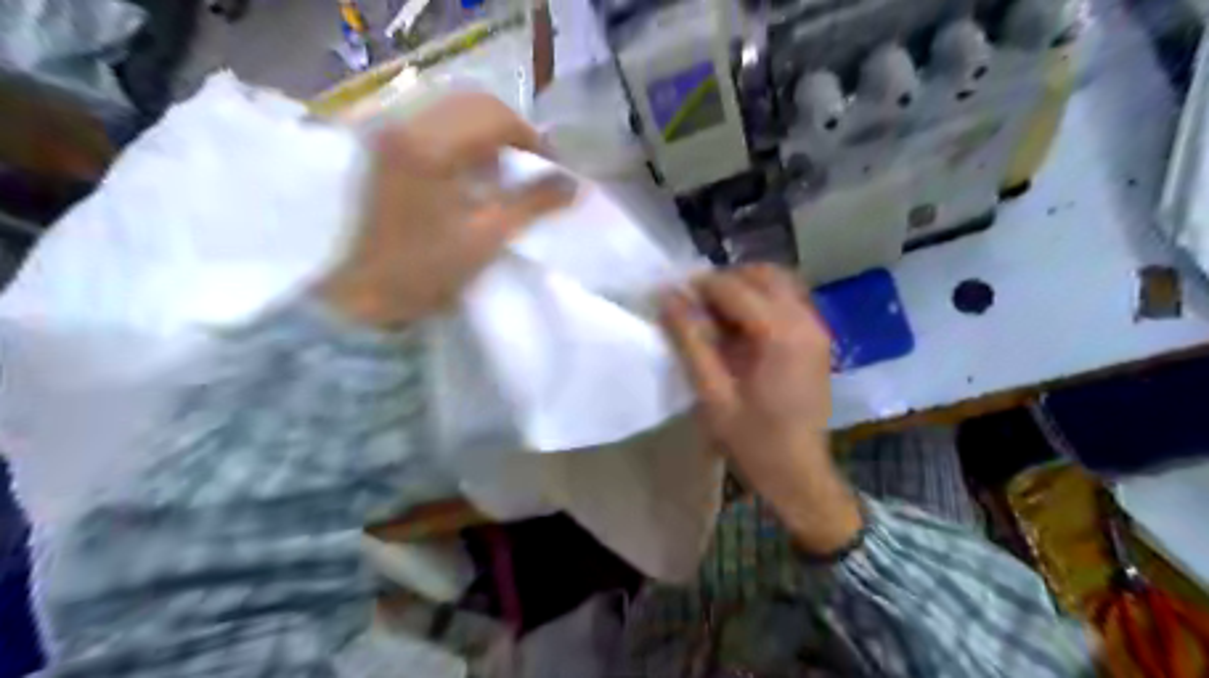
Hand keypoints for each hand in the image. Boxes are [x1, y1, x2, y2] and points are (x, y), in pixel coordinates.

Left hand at [316, 91, 571, 327]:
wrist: (366, 294)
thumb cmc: (427, 270)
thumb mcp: (488, 237)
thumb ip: (533, 203)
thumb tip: (574, 184)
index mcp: (429, 147)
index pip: (494, 117)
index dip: (531, 139)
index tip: (552, 169)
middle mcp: (405, 125)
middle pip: (473, 104)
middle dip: (511, 132)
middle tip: (533, 168)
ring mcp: (390, 133)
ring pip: (454, 109)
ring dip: (488, 133)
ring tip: (505, 171)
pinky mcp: (384, 147)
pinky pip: (434, 124)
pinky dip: (464, 138)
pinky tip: (473, 171)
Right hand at [660, 265, 867, 556]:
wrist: (800, 472)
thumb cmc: (754, 440)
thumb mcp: (713, 394)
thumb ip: (690, 341)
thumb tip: (667, 297)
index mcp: (780, 334)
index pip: (733, 287)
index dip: (699, 286)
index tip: (672, 295)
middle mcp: (804, 320)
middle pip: (760, 274)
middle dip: (723, 281)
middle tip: (694, 306)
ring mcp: (816, 327)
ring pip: (778, 281)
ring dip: (743, 287)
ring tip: (715, 314)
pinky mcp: (818, 336)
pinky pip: (788, 298)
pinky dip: (761, 298)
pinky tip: (741, 326)